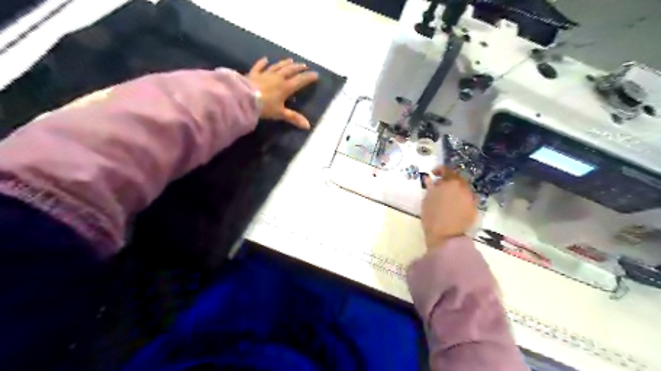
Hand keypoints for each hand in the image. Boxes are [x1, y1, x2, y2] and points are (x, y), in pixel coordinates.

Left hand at [249, 57, 319, 128]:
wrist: (244, 98)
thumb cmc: (265, 107)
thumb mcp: (280, 113)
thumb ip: (294, 118)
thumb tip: (308, 126)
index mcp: (286, 87)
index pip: (300, 80)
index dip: (308, 77)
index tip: (316, 74)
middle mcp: (277, 78)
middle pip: (290, 70)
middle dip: (298, 68)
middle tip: (305, 65)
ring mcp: (265, 74)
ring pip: (277, 66)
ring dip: (285, 63)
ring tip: (291, 60)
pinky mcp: (254, 74)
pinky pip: (259, 67)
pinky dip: (262, 63)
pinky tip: (265, 59)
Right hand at [421, 167, 477, 248]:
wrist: (446, 237)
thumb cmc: (432, 216)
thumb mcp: (427, 199)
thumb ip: (430, 186)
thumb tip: (430, 178)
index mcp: (451, 183)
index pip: (446, 170)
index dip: (439, 170)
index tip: (433, 174)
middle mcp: (464, 187)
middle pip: (457, 179)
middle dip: (448, 181)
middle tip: (439, 187)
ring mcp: (471, 198)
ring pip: (463, 189)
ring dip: (455, 190)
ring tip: (447, 197)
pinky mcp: (475, 209)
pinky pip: (467, 199)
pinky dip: (461, 199)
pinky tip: (454, 206)